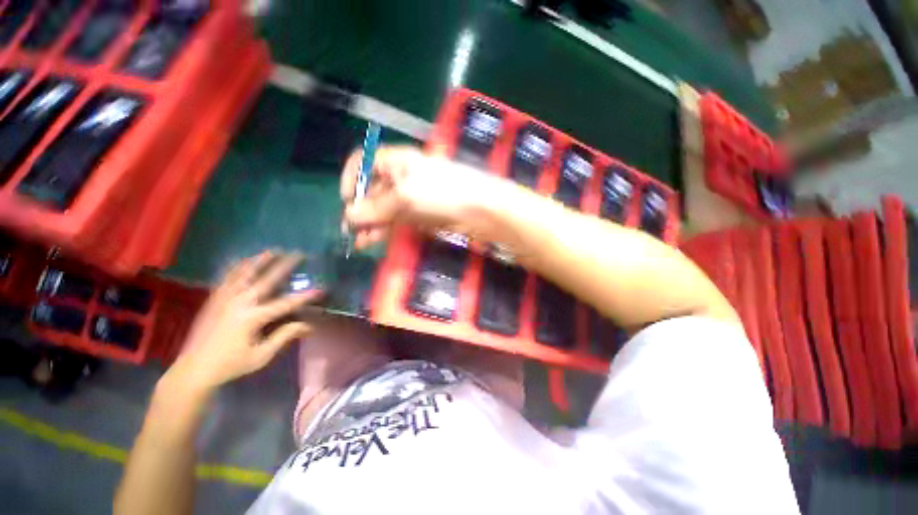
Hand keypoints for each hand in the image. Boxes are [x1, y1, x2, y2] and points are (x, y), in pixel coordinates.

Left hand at [166, 252, 320, 391]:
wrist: (192, 370)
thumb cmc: (230, 365)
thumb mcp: (261, 355)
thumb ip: (284, 336)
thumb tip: (308, 325)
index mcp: (252, 318)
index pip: (285, 303)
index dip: (305, 296)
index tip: (321, 289)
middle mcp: (238, 303)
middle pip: (266, 280)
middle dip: (284, 266)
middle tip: (298, 254)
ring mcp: (223, 299)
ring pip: (244, 273)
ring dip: (260, 260)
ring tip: (272, 250)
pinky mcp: (213, 300)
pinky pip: (226, 278)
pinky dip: (236, 267)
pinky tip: (243, 260)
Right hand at [340, 145, 497, 248]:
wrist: (478, 209)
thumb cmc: (441, 192)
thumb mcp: (404, 197)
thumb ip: (376, 207)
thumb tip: (349, 215)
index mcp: (396, 161)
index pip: (365, 161)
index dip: (353, 178)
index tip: (347, 199)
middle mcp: (401, 177)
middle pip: (373, 190)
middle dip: (361, 210)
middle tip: (351, 231)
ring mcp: (411, 197)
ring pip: (384, 209)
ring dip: (371, 224)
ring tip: (360, 242)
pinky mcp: (419, 214)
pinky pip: (396, 221)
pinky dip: (385, 230)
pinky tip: (373, 240)